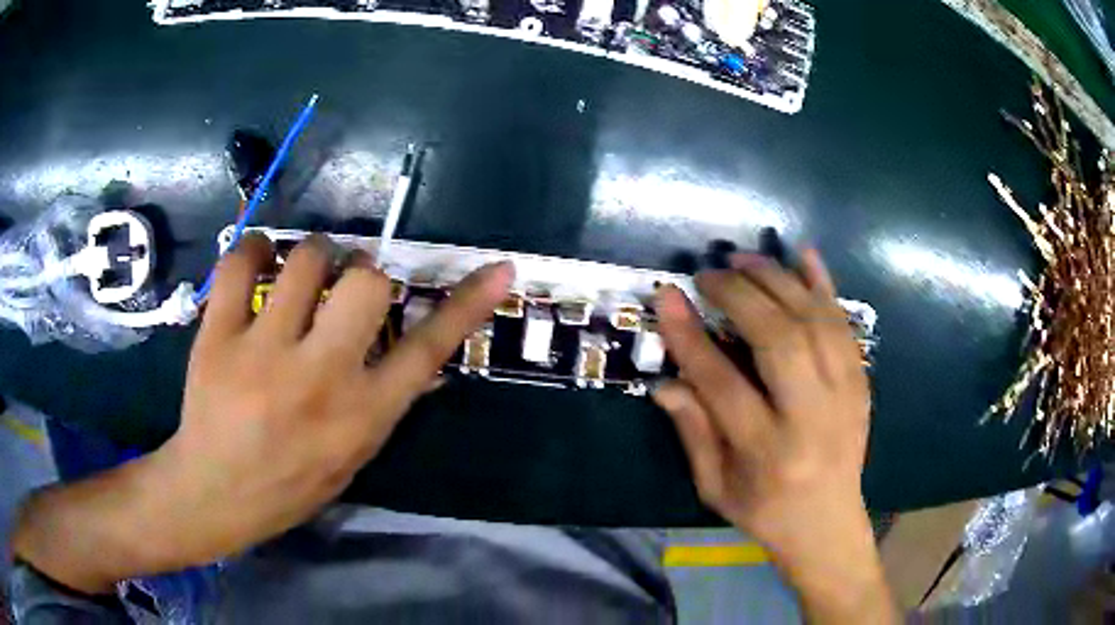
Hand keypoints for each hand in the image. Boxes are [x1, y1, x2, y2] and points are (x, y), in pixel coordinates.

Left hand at [12, 234, 513, 592]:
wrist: (213, 494)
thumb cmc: (289, 485)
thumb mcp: (352, 457)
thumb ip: (383, 403)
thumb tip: (420, 358)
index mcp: (360, 416)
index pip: (427, 350)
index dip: (466, 306)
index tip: (498, 270)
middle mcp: (319, 378)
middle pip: (366, 282)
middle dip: (365, 274)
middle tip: (346, 286)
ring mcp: (263, 352)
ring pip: (307, 259)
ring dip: (314, 256)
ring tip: (300, 275)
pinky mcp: (218, 335)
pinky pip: (242, 262)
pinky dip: (256, 249)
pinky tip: (258, 262)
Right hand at [653, 249, 893, 622]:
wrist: (830, 524)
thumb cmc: (765, 512)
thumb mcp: (714, 487)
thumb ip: (692, 432)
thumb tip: (666, 381)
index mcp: (767, 452)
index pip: (722, 383)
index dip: (690, 336)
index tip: (668, 295)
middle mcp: (811, 418)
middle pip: (779, 340)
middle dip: (740, 295)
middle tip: (710, 273)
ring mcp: (845, 395)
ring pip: (814, 322)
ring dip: (777, 280)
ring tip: (744, 259)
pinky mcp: (861, 382)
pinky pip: (844, 323)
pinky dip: (824, 285)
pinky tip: (803, 255)